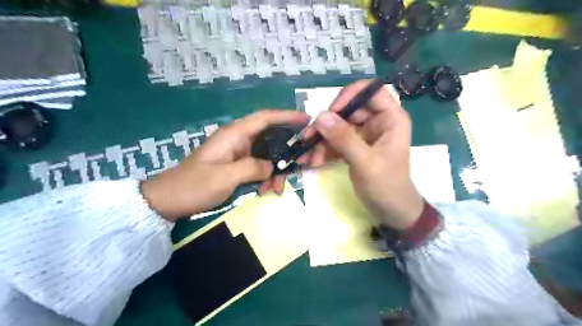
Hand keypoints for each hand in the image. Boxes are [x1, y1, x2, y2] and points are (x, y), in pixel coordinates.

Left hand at [142, 110, 311, 220]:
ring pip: (266, 156)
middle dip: (284, 154)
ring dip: (274, 171)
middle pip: (270, 138)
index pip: (264, 118)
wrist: (170, 199)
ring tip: (275, 190)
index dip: (286, 116)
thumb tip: (271, 167)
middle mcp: (238, 140)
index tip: (306, 119)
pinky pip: (258, 167)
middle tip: (296, 168)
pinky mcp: (236, 165)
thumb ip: (252, 168)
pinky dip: (265, 178)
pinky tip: (264, 191)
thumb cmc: (195, 185)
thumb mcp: (225, 177)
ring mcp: (238, 154)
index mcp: (234, 135)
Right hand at [305, 79, 422, 228]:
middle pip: (348, 110)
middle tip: (308, 137)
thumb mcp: (366, 162)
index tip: (331, 111)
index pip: (371, 91)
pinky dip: (323, 151)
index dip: (349, 96)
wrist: (390, 211)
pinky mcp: (354, 148)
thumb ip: (344, 138)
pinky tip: (311, 161)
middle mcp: (377, 122)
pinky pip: (335, 142)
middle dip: (327, 124)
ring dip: (321, 141)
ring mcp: (364, 135)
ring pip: (338, 127)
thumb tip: (321, 116)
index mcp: (390, 118)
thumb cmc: (387, 186)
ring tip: (307, 155)